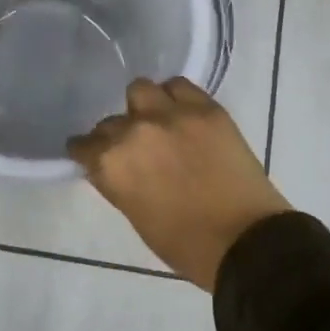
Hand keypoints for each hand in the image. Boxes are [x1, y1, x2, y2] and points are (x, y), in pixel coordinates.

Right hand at [68, 77, 290, 290]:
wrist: (246, 241)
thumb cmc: (185, 244)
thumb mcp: (136, 216)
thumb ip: (118, 182)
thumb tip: (115, 166)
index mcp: (111, 164)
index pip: (83, 145)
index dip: (88, 152)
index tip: (94, 156)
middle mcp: (134, 130)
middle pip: (111, 120)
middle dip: (118, 134)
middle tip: (135, 148)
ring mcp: (171, 114)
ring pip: (141, 89)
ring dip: (143, 106)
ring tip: (157, 121)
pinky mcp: (205, 107)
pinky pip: (179, 86)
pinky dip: (175, 97)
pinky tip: (182, 113)